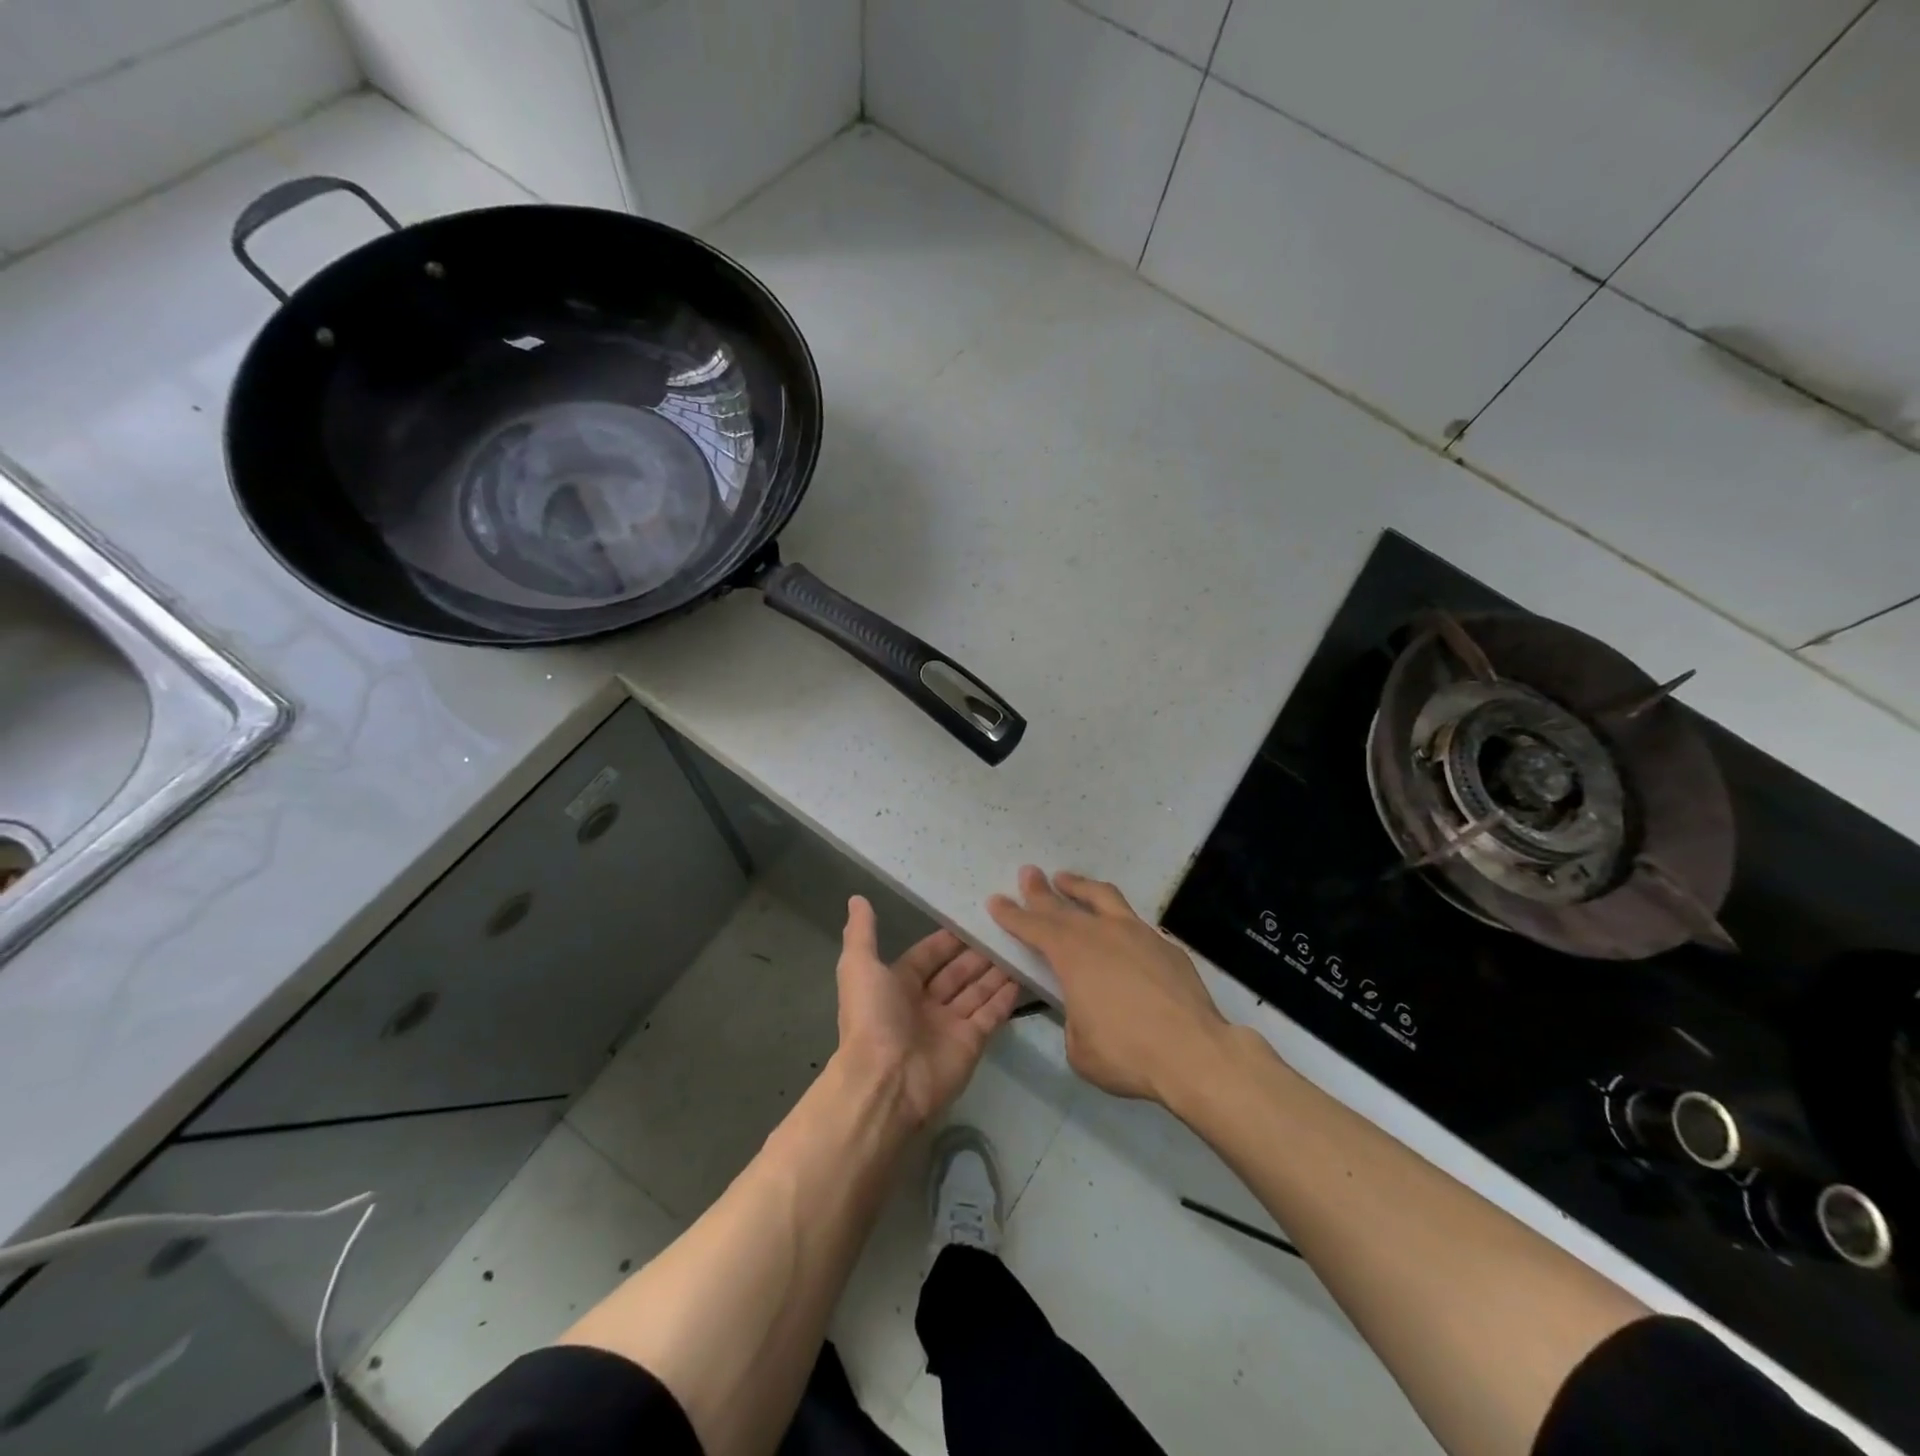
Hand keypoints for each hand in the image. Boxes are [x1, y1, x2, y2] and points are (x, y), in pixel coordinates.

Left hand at [835, 896, 1021, 1127]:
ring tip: (1019, 945)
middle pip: (956, 972)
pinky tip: (1022, 977)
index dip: (947, 939)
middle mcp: (924, 1003)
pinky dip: (1005, 998)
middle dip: (976, 953)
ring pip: (976, 991)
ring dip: (994, 971)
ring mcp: (949, 1025)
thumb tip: (857, 898)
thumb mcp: (859, 967)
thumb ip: (862, 933)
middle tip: (1004, 929)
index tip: (972, 918)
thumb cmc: (872, 1019)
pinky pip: (991, 1015)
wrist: (886, 1082)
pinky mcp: (971, 1043)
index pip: (928, 955)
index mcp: (898, 985)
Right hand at [988, 865, 1229, 1105]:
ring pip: (1103, 898)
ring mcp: (1137, 934)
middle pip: (1063, 905)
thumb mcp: (1080, 1047)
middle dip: (1040, 890)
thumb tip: (1083, 1010)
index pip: (1034, 927)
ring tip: (1067, 879)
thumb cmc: (1127, 1053)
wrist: (1194, 1052)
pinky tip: (1117, 929)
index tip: (996, 900)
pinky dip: (1116, 917)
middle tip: (1028, 872)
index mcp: (1073, 955)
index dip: (1012, 914)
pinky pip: (1133, 922)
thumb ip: (1074, 1019)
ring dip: (1080, 887)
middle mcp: (1102, 934)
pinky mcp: (1165, 945)